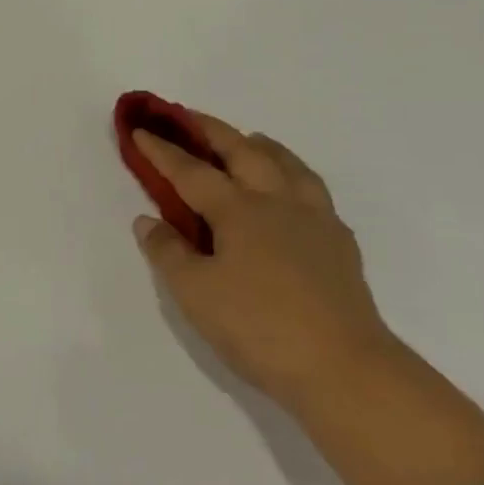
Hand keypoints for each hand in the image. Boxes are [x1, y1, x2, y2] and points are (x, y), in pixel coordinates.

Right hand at [131, 113, 392, 401]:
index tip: (140, 130)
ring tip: (249, 139)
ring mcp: (315, 220)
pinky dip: (293, 175)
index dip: (162, 151)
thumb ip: (168, 252)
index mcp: (239, 210)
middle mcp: (278, 202)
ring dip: (261, 145)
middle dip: (211, 130)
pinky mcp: (339, 243)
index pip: (191, 172)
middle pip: (244, 152)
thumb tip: (148, 220)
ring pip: (288, 165)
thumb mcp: (194, 293)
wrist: (344, 368)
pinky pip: (313, 190)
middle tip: (187, 116)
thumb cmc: (257, 327)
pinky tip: (291, 191)